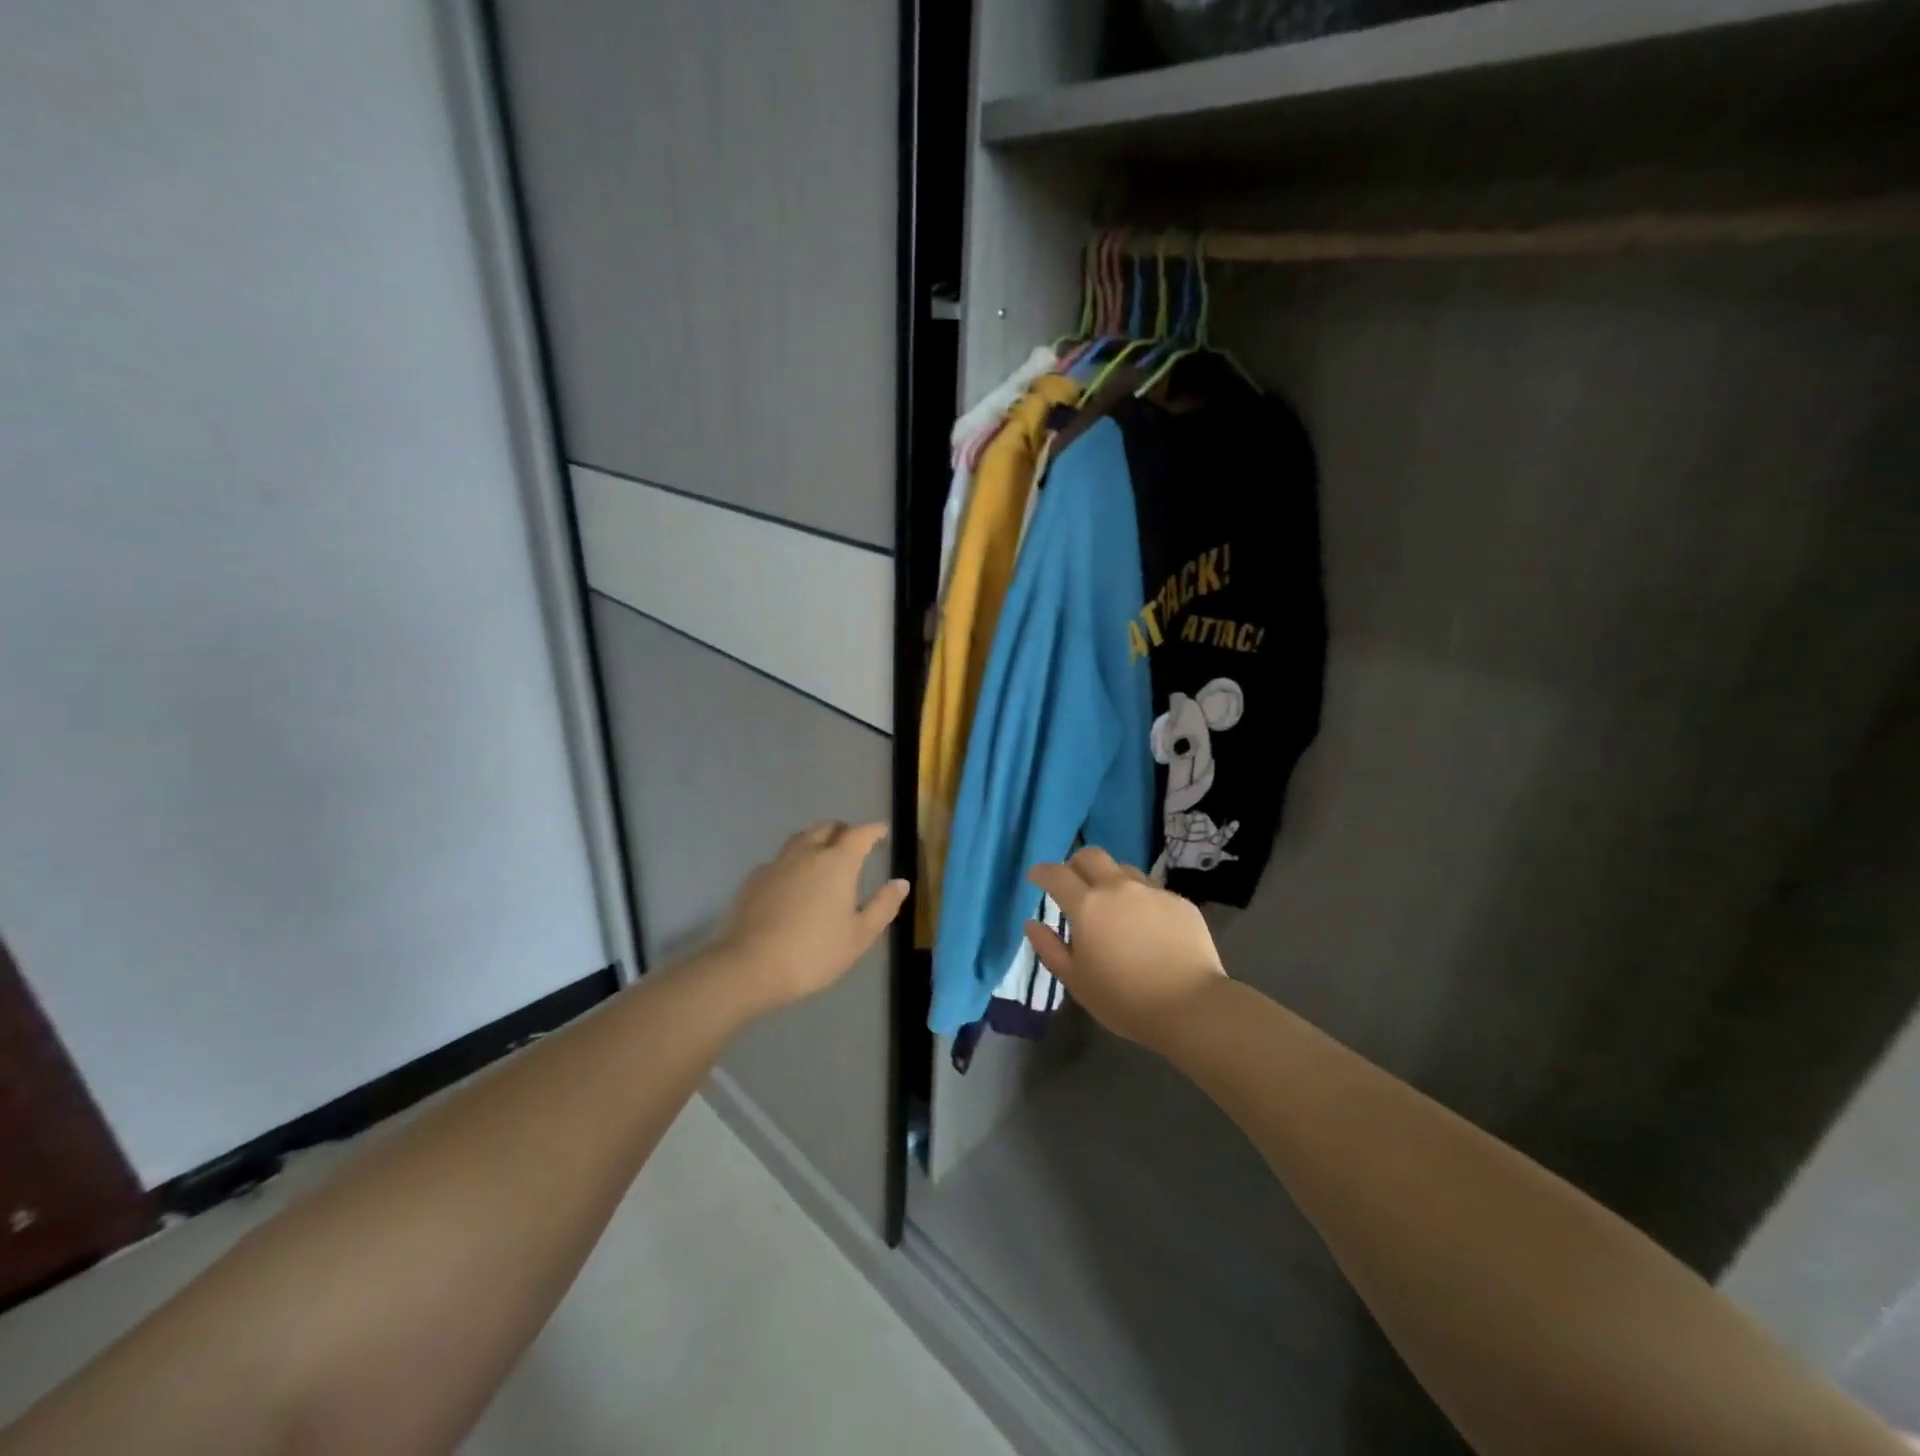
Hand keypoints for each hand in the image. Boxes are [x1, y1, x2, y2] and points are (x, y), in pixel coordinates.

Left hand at [713, 821, 909, 1013]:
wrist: (750, 966)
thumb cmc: (814, 953)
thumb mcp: (859, 935)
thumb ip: (883, 906)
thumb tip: (901, 882)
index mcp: (838, 863)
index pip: (859, 833)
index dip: (873, 830)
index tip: (882, 832)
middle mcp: (807, 853)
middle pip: (827, 828)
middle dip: (844, 830)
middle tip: (853, 842)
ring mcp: (777, 863)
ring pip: (800, 839)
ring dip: (816, 839)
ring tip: (823, 855)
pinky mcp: (754, 879)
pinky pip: (780, 859)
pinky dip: (793, 861)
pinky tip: (793, 881)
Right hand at [1026, 847, 1227, 1054]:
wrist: (1190, 1006)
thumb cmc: (1124, 999)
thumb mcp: (1076, 981)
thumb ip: (1049, 948)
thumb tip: (1032, 923)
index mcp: (1087, 905)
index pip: (1056, 874)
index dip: (1042, 872)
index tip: (1035, 877)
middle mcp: (1118, 888)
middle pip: (1091, 856)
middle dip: (1076, 863)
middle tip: (1073, 883)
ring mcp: (1152, 891)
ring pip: (1124, 870)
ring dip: (1110, 880)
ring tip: (1112, 905)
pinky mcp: (1179, 902)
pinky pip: (1152, 891)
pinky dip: (1140, 900)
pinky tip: (1146, 926)